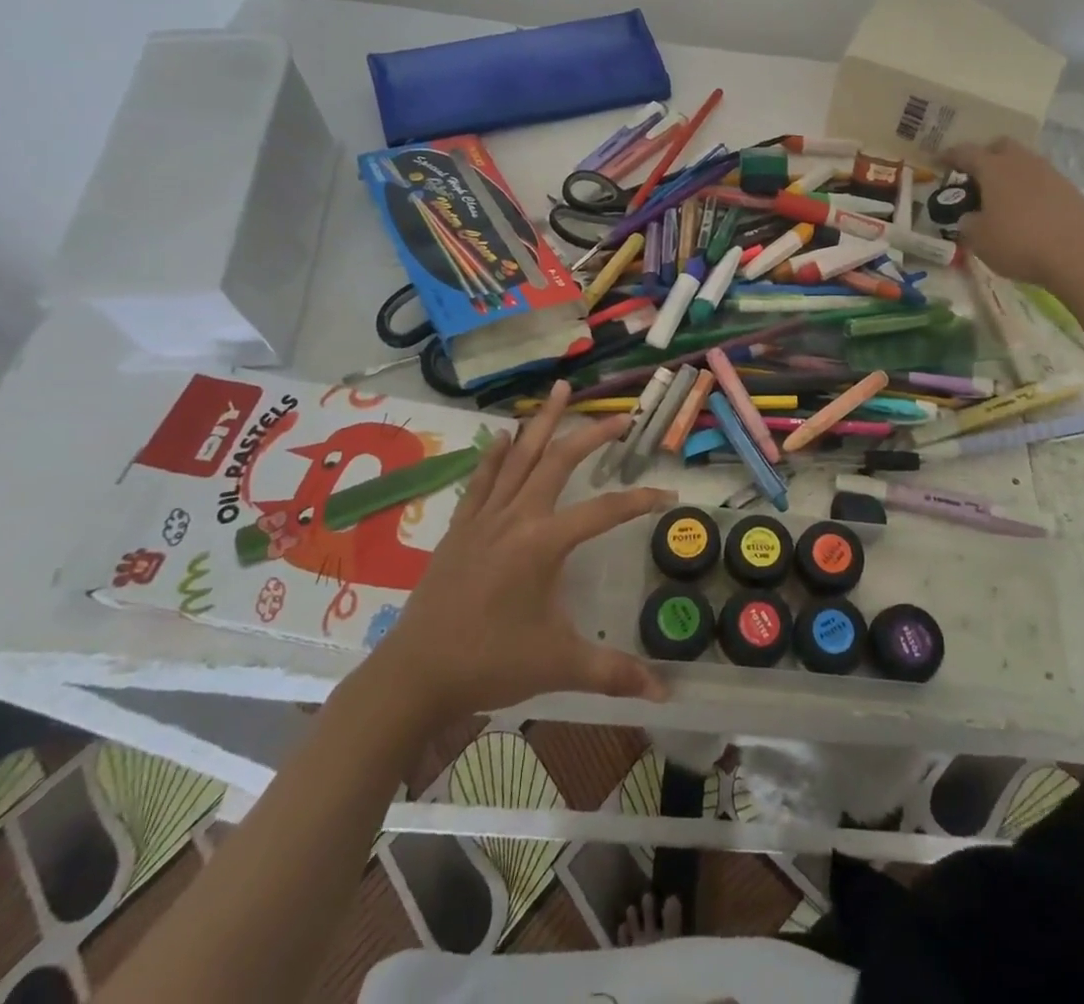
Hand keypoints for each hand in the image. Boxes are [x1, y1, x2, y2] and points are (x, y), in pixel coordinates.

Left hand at [367, 381, 673, 721]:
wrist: (414, 675)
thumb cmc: (490, 664)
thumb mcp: (558, 665)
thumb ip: (613, 673)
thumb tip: (665, 693)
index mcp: (543, 542)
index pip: (604, 510)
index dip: (640, 499)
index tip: (669, 494)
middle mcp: (516, 517)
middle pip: (558, 461)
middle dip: (591, 434)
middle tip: (619, 414)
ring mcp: (484, 518)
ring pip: (519, 458)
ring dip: (541, 423)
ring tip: (558, 390)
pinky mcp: (460, 528)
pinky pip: (482, 479)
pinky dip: (495, 455)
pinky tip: (502, 435)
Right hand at [942, 136, 1083, 291]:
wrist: (1080, 255)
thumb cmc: (1019, 243)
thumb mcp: (978, 240)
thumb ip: (968, 223)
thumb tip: (970, 217)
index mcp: (994, 169)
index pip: (966, 153)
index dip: (950, 156)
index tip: (939, 161)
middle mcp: (1022, 163)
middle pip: (1001, 146)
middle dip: (985, 156)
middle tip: (975, 177)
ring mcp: (1051, 174)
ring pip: (1024, 163)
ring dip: (1010, 174)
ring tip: (1001, 199)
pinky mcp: (1071, 190)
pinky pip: (1042, 182)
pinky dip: (1030, 190)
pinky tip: (1027, 213)